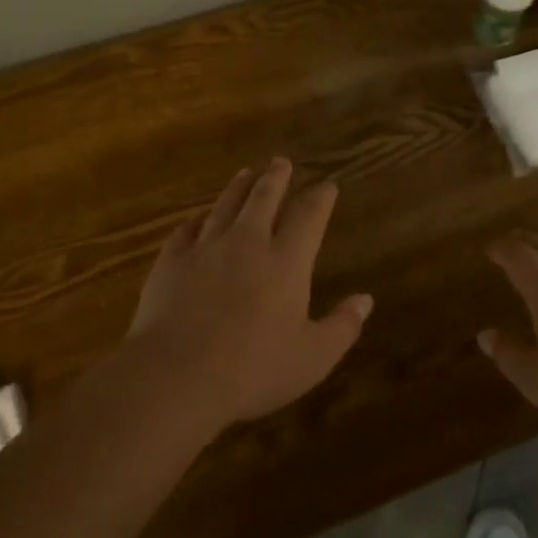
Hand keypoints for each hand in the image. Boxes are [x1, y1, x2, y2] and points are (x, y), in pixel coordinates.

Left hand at [126, 158, 372, 432]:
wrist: (175, 375)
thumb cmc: (253, 370)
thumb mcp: (312, 358)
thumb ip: (342, 326)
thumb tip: (366, 299)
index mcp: (287, 261)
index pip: (309, 216)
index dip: (320, 198)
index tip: (327, 185)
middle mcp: (248, 242)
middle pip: (264, 198)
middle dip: (276, 177)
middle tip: (281, 162)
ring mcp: (206, 248)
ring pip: (225, 205)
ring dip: (238, 187)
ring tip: (245, 173)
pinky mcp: (171, 261)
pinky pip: (186, 230)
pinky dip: (196, 220)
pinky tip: (197, 219)